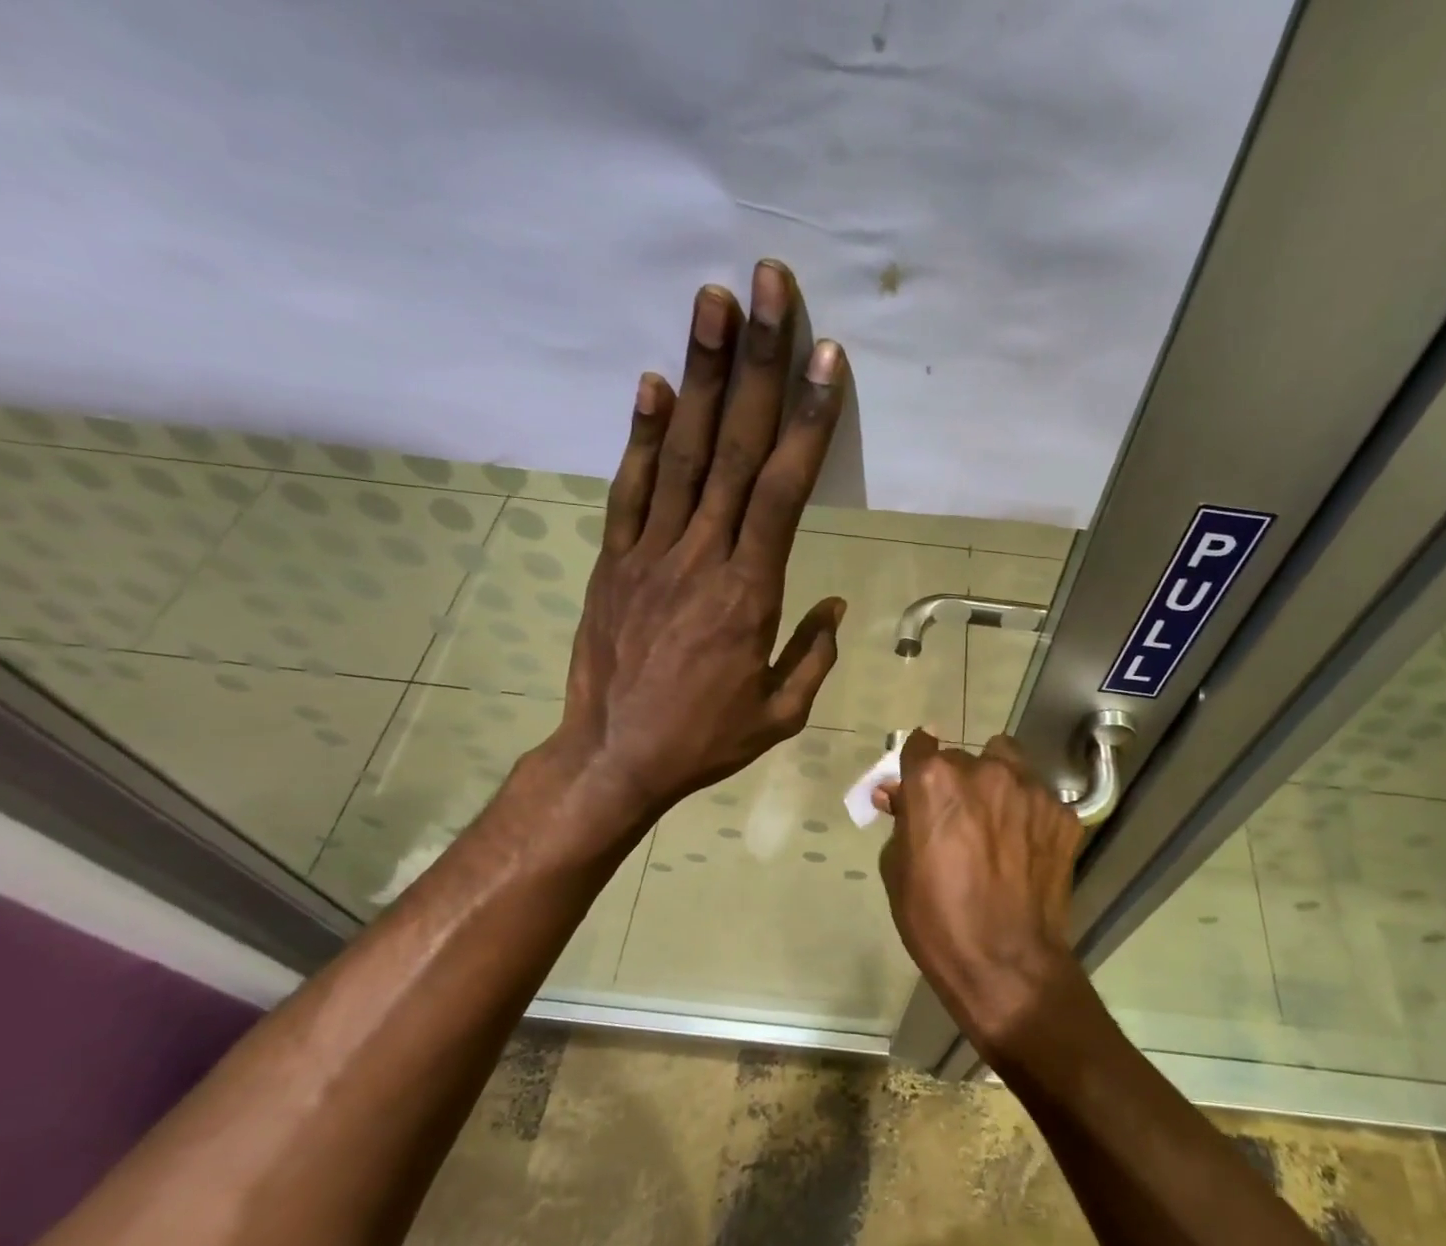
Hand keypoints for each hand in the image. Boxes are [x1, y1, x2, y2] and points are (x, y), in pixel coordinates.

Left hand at [547, 261, 848, 828]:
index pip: (784, 491)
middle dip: (756, 365)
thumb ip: (811, 655)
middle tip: (769, 287)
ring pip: (682, 454)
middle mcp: (701, 557)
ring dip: (700, 376)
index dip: (806, 421)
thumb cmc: (705, 739)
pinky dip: (642, 435)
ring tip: (713, 303)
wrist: (615, 758)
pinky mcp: (614, 562)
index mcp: (750, 594)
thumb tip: (832, 606)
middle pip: (735, 450)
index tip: (825, 359)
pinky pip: (629, 490)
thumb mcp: (779, 714)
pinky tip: (655, 385)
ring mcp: (650, 554)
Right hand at [876, 730, 1086, 1056]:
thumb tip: (899, 795)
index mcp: (935, 781)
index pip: (920, 744)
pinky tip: (1024, 849)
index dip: (916, 765)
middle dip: (957, 781)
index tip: (917, 786)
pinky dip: (1028, 814)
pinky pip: (1038, 798)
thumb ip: (902, 820)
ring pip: (1008, 765)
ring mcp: (1031, 790)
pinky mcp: (1063, 814)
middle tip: (957, 819)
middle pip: (965, 758)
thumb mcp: (897, 869)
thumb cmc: (936, 921)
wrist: (1006, 965)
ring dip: (997, 785)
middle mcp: (985, 771)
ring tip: (997, 824)